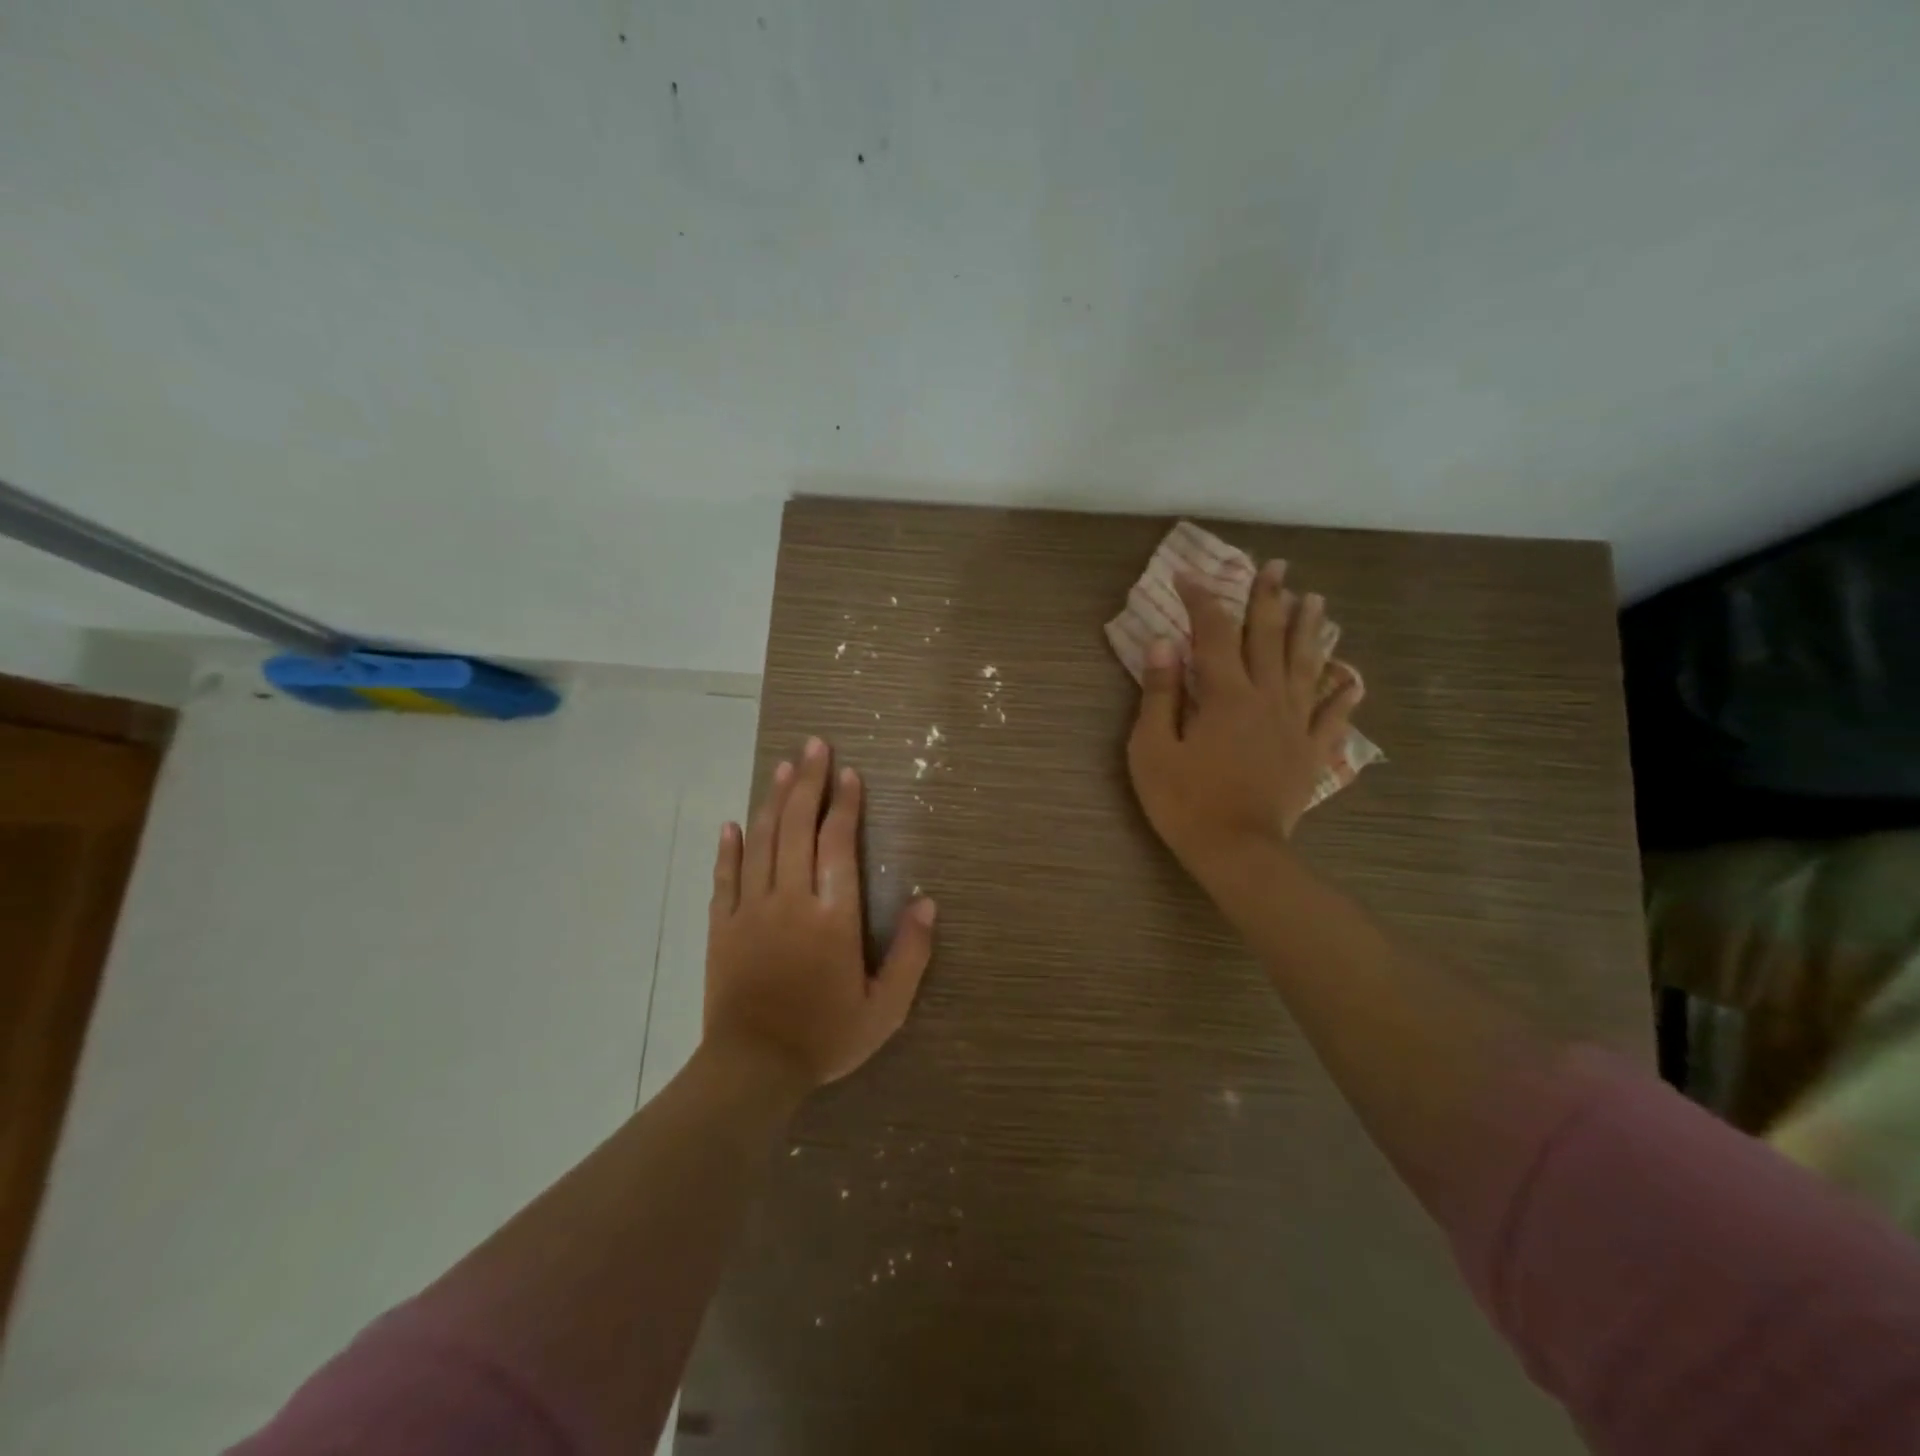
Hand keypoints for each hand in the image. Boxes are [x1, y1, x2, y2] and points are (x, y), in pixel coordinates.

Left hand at [705, 736, 937, 1089]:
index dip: (844, 805)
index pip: (837, 844)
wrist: (752, 1069)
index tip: (849, 773)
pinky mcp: (721, 927)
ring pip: (762, 842)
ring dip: (773, 801)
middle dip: (808, 783)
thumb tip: (927, 902)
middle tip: (814, 746)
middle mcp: (790, 900)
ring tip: (785, 767)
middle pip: (797, 828)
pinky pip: (725, 877)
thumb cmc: (825, 1037)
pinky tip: (732, 822)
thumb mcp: (886, 1008)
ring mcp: (750, 910)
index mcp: (832, 916)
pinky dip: (729, 848)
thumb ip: (911, 954)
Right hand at [1127, 564, 1362, 879]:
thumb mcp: (1152, 749)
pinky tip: (1352, 680)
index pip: (1213, 633)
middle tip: (1278, 566)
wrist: (1237, 852)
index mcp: (1225, 695)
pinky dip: (1342, 697)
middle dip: (1270, 599)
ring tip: (1317, 601)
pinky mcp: (1309, 753)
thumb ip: (1160, 694)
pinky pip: (1331, 718)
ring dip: (1310, 631)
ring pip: (1306, 667)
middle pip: (1269, 639)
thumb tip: (1163, 644)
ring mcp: (1294, 725)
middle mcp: (1266, 698)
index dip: (1201, 600)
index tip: (1188, 574)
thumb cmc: (1185, 801)